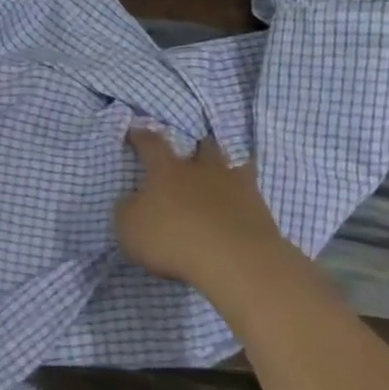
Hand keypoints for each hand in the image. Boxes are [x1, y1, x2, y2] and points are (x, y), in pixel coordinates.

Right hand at [115, 127, 290, 293]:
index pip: (152, 144)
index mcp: (167, 170)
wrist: (234, 259)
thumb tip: (133, 200)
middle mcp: (202, 170)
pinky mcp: (259, 208)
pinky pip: (251, 193)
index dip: (141, 136)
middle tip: (191, 154)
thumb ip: (129, 209)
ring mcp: (236, 186)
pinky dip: (244, 196)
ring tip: (219, 177)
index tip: (135, 130)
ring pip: (232, 164)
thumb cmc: (173, 239)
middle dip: (196, 148)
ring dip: (223, 168)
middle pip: (202, 147)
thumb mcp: (130, 227)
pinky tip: (240, 205)